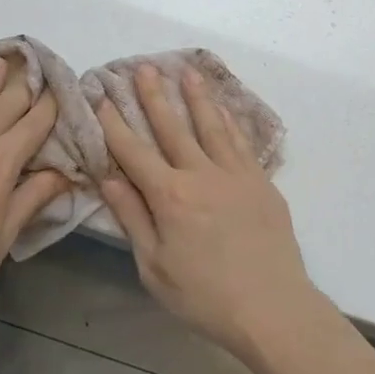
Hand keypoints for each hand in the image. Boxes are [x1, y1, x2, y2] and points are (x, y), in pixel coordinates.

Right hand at [95, 64, 316, 360]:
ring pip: (212, 125)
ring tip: (186, 72)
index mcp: (170, 196)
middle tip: (143, 67)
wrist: (272, 306)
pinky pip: (241, 141)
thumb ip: (133, 218)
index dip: (115, 124)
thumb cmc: (204, 296)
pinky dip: (229, 120)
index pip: (134, 151)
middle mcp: (202, 173)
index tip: (101, 97)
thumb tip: (109, 178)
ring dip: (197, 97)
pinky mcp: (261, 181)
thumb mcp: (154, 266)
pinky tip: (223, 108)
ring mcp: (236, 173)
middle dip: (154, 96)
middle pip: (173, 127)